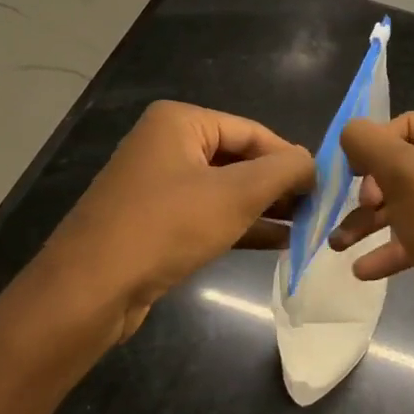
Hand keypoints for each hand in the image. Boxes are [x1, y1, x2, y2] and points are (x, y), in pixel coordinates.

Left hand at [35, 100, 313, 346]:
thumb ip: (284, 170)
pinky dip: (241, 225)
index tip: (323, 187)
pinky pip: (208, 214)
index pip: (252, 131)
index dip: (290, 158)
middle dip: (277, 185)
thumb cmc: (166, 227)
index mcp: (180, 122)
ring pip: (225, 189)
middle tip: (316, 209)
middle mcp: (166, 145)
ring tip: (305, 227)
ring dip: (264, 208)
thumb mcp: (236, 194)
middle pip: (239, 158)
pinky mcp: (155, 222)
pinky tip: (277, 242)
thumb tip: (312, 163)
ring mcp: (158, 185)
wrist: (89, 291)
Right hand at [331, 112, 413, 362]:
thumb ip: (372, 145)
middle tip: (361, 211)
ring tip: (337, 245)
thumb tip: (352, 131)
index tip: (354, 179)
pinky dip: (390, 247)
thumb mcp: (406, 179)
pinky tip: (362, 269)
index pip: (406, 125)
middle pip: (403, 164)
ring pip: (406, 201)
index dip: (374, 148)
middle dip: (370, 190)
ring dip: (370, 221)